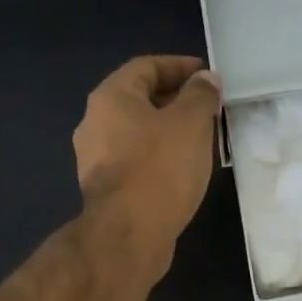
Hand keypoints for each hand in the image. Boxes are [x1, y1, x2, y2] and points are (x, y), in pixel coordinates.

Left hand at [73, 55, 221, 270]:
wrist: (128, 234)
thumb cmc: (160, 169)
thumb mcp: (191, 123)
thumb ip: (201, 96)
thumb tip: (206, 80)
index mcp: (111, 98)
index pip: (146, 67)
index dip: (179, 66)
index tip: (207, 76)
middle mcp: (94, 123)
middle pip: (138, 100)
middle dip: (174, 100)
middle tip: (207, 108)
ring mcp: (95, 160)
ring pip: (136, 134)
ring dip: (166, 132)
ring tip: (198, 140)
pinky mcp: (105, 191)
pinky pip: (134, 162)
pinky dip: (157, 158)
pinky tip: (180, 170)